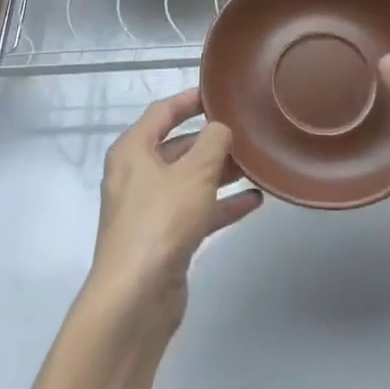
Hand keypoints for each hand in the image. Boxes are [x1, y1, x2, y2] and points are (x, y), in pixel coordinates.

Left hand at [91, 87, 262, 327]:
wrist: (136, 296)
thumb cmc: (161, 221)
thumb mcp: (194, 173)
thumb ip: (213, 143)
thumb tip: (220, 128)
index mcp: (133, 151)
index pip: (162, 112)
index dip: (191, 99)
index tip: (221, 93)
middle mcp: (137, 175)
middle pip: (178, 147)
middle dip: (212, 140)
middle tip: (248, 131)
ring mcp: (149, 209)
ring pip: (189, 180)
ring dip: (221, 173)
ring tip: (256, 164)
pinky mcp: (164, 238)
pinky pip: (196, 211)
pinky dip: (221, 204)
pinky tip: (253, 201)